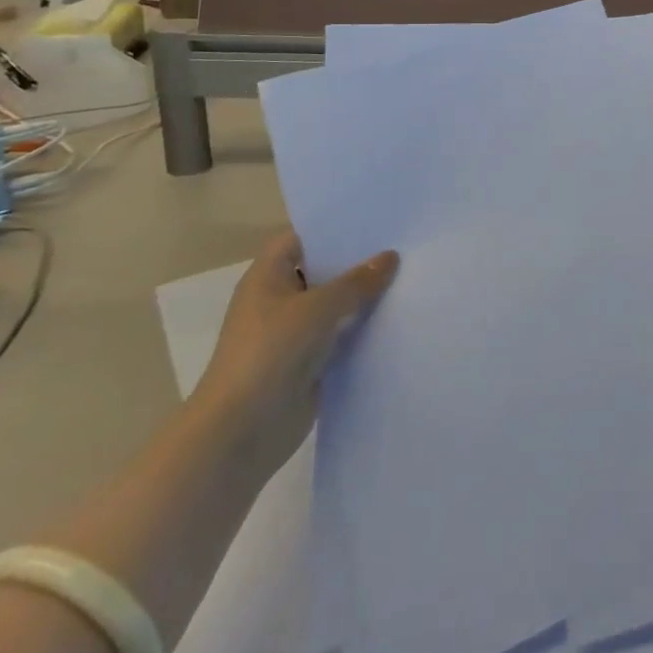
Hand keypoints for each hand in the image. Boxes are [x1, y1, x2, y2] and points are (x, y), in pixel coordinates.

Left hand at [193, 233, 397, 473]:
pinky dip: (364, 331)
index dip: (335, 227)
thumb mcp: (318, 308)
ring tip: (411, 277)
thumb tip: (390, 257)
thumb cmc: (270, 354)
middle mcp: (280, 300)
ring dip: (365, 298)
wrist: (240, 434)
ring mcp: (294, 333)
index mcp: (269, 276)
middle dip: (359, 262)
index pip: (304, 237)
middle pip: (324, 270)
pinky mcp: (309, 364)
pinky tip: (399, 319)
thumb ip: (356, 282)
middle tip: (404, 244)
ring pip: (336, 306)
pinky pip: (342, 337)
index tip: (375, 219)